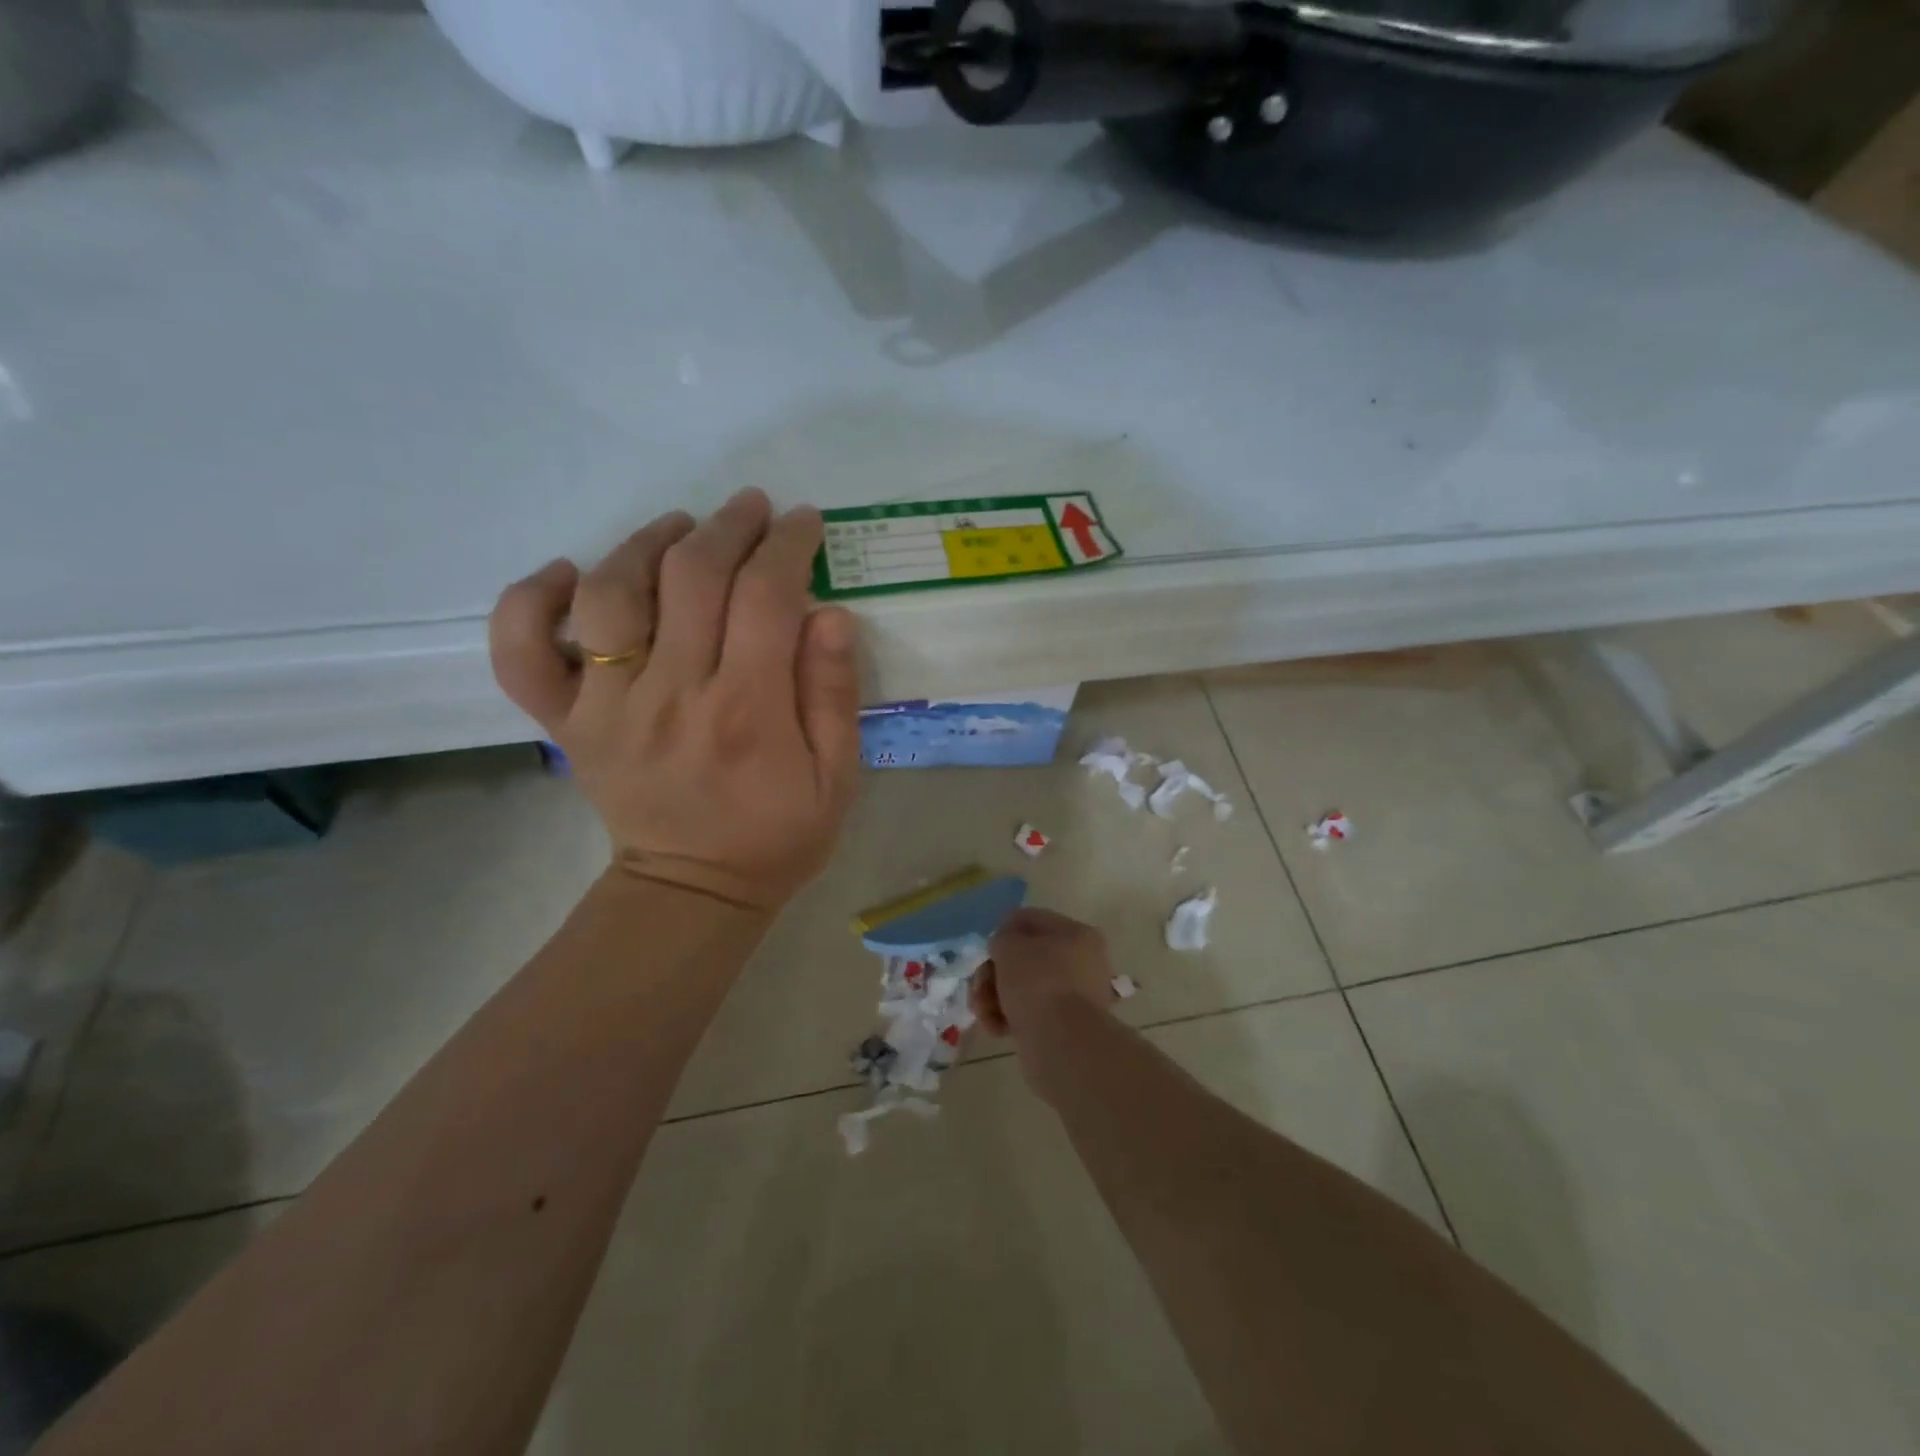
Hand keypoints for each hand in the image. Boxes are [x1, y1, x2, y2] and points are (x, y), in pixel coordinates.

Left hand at [488, 488, 862, 912]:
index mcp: (747, 711)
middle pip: (691, 577)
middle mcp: (671, 695)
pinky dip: (531, 600)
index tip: (802, 523)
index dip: (786, 545)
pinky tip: (568, 575)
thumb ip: (834, 695)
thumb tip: (830, 614)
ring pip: (611, 592)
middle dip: (728, 527)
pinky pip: (523, 650)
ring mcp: (606, 707)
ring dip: (647, 542)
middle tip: (752, 510)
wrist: (692, 892)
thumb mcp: (836, 777)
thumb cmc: (776, 836)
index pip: (764, 596)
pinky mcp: (566, 723)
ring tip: (681, 528)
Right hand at [972, 908, 1120, 1038]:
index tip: (985, 950)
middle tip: (978, 987)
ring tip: (982, 1012)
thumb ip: (1001, 938)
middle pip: (1025, 957)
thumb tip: (1005, 949)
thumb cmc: (1037, 983)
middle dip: (995, 972)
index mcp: (1076, 934)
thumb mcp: (1009, 946)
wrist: (1062, 1043)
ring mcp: (1075, 996)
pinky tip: (996, 1028)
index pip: (1030, 920)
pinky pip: (1031, 1012)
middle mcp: (1082, 962)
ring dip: (996, 997)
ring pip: (1024, 987)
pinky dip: (1010, 1018)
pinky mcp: (1065, 1026)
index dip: (1002, 931)